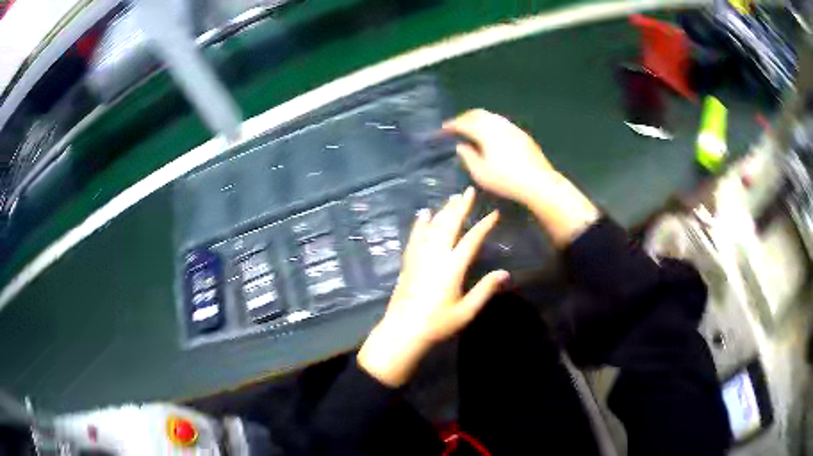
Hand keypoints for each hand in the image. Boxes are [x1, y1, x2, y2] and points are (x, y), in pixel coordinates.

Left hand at [357, 187, 508, 386]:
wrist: (403, 331)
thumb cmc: (437, 324)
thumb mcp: (466, 311)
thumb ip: (485, 290)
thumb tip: (506, 273)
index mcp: (452, 267)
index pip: (472, 239)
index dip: (484, 225)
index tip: (494, 213)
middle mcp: (435, 255)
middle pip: (449, 225)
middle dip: (460, 206)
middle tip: (468, 190)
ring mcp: (419, 257)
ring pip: (433, 227)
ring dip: (443, 211)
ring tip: (452, 198)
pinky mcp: (408, 262)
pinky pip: (415, 237)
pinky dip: (420, 224)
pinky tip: (424, 214)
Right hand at [443, 109, 598, 247]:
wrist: (539, 182)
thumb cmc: (507, 180)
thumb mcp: (481, 173)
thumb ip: (468, 157)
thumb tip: (461, 146)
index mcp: (486, 132)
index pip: (464, 123)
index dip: (452, 125)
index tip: (443, 130)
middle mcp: (498, 124)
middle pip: (477, 113)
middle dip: (464, 118)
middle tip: (455, 126)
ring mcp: (512, 127)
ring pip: (491, 116)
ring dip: (478, 119)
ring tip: (471, 128)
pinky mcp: (521, 134)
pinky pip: (500, 122)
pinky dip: (489, 123)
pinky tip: (490, 134)